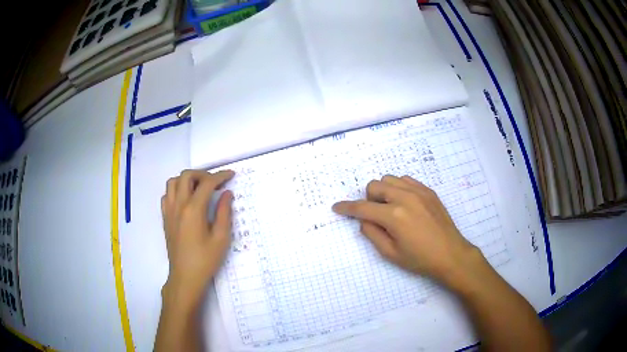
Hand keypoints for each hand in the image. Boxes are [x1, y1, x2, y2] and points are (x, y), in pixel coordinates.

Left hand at [161, 169, 234, 303]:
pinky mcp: (165, 218)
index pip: (206, 183)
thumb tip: (227, 194)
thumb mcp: (221, 238)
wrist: (185, 277)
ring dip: (187, 180)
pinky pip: (167, 195)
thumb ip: (224, 213)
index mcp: (193, 210)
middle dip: (203, 174)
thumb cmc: (205, 260)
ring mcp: (169, 211)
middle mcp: (178, 205)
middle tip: (215, 182)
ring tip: (199, 189)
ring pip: (173, 182)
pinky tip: (186, 200)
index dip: (220, 176)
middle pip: (186, 176)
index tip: (231, 175)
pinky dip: (176, 190)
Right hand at [332, 175, 481, 285]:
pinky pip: (406, 180)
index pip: (362, 208)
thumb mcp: (390, 253)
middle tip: (375, 216)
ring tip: (391, 208)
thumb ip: (372, 233)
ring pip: (389, 179)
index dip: (346, 208)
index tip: (337, 207)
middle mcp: (404, 198)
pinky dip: (398, 188)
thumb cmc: (420, 259)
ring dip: (383, 192)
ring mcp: (418, 191)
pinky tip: (404, 203)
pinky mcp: (428, 191)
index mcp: (393, 216)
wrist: (451, 254)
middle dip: (368, 200)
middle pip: (374, 186)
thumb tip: (364, 220)